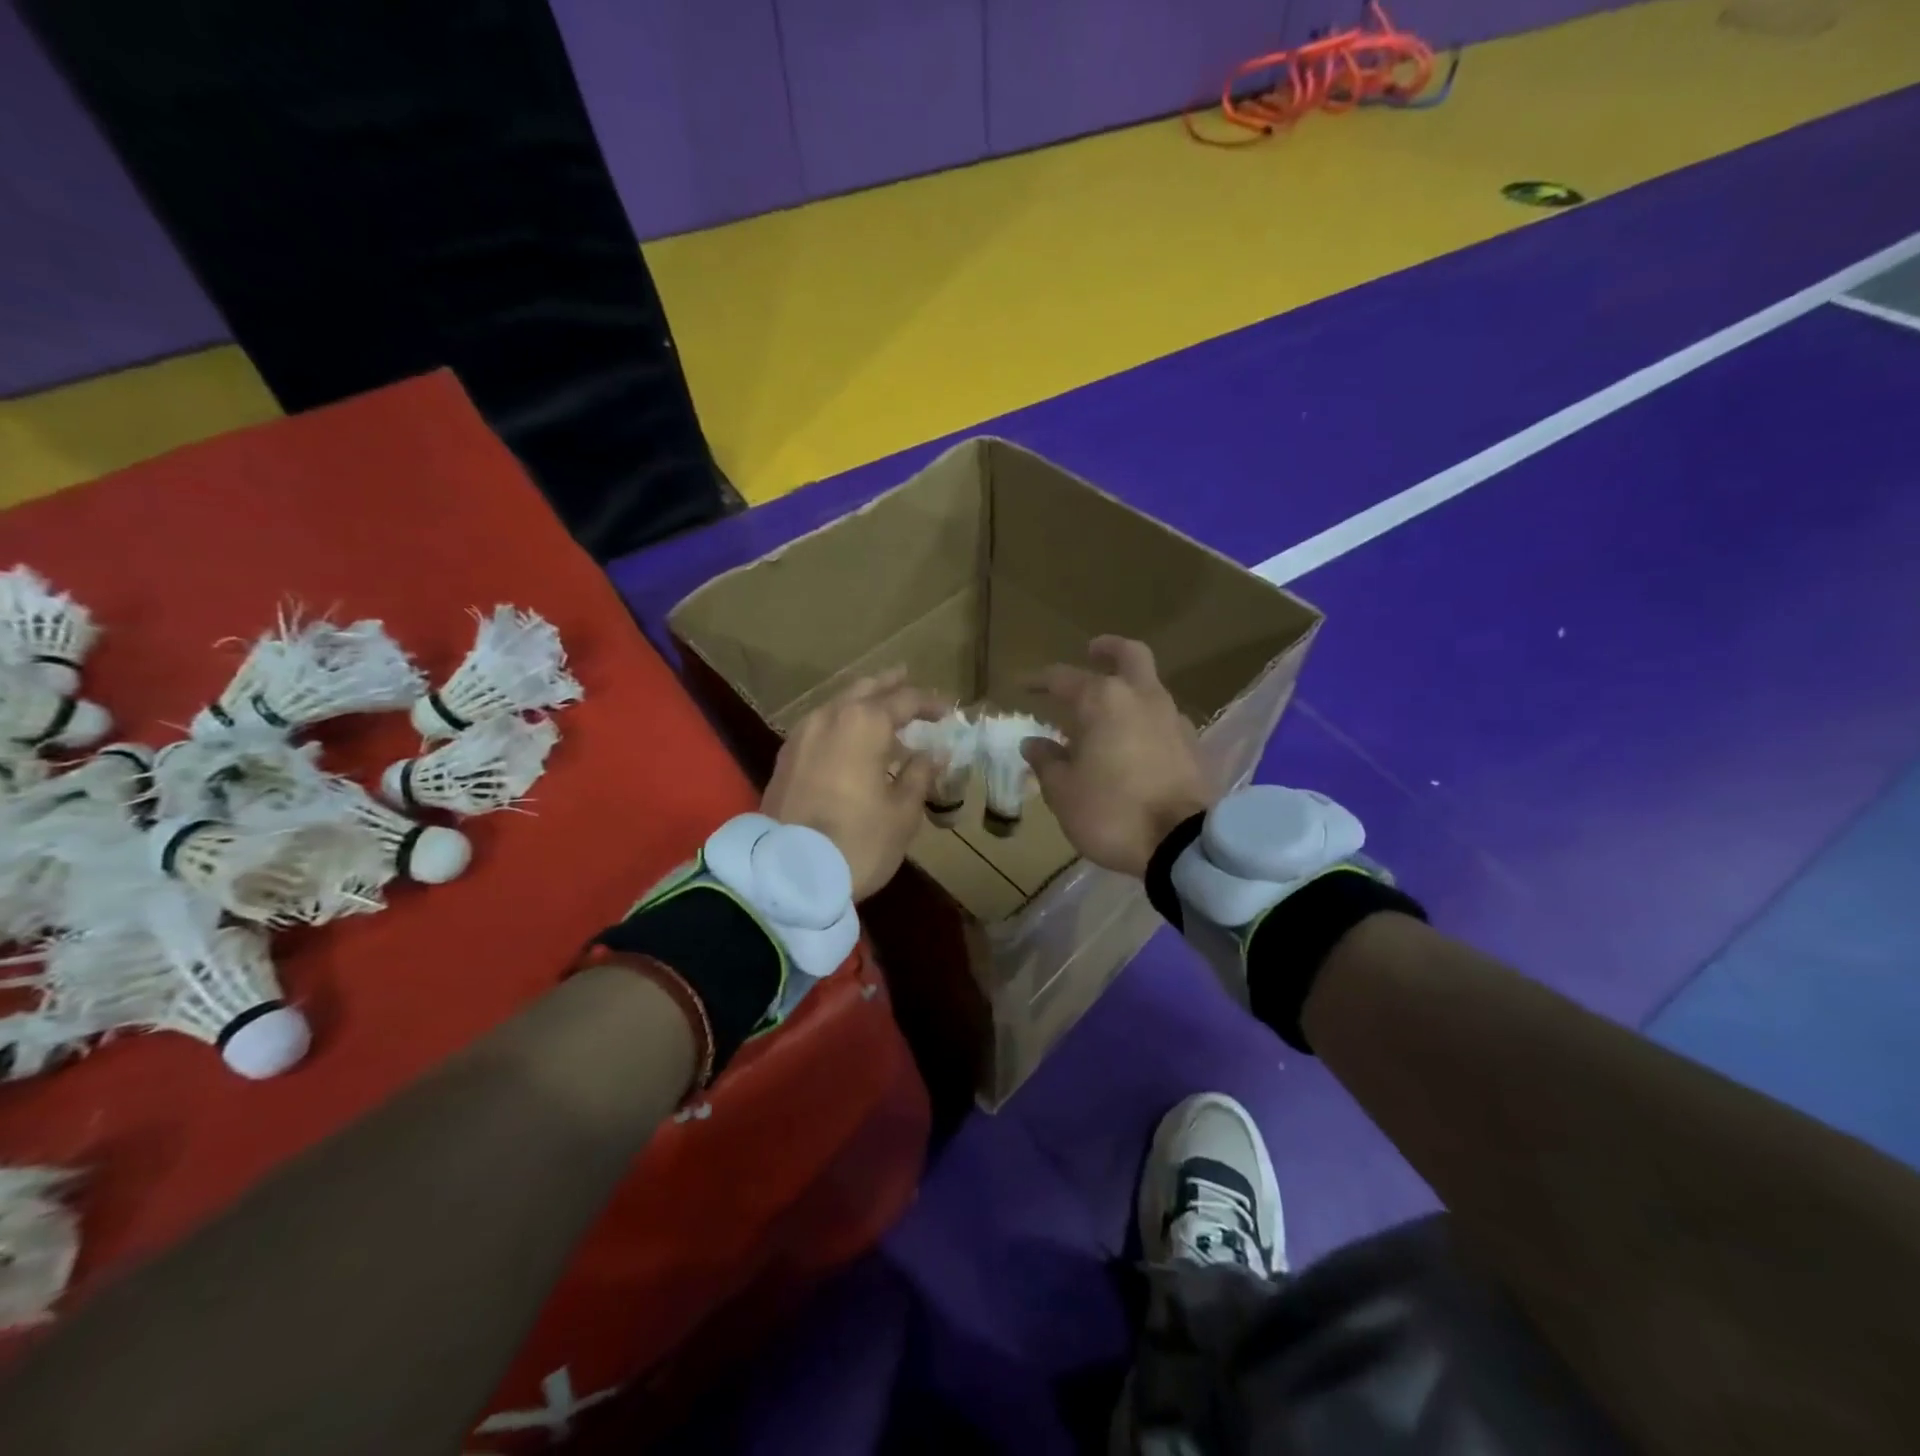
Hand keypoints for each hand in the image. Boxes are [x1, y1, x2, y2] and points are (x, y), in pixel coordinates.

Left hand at [762, 670, 944, 899]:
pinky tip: (849, 738)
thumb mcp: (902, 812)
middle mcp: (829, 717)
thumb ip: (919, 775)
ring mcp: (801, 736)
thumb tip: (934, 754)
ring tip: (881, 707)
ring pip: (837, 704)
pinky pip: (820, 725)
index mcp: (864, 723)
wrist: (788, 874)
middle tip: (907, 678)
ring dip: (861, 702)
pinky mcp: (785, 758)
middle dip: (889, 685)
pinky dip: (840, 723)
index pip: (904, 700)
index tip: (947, 710)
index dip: (929, 703)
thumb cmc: (858, 841)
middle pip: (864, 690)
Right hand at [1024, 637, 1213, 878]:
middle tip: (1092, 652)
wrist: (1182, 845)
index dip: (1039, 680)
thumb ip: (1047, 761)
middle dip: (1108, 649)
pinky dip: (1146, 719)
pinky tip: (1135, 743)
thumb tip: (1034, 743)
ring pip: (1150, 687)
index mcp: (1103, 701)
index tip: (1023, 686)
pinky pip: (1164, 718)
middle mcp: (1141, 698)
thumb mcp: (1064, 792)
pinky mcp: (1193, 745)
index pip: (1064, 678)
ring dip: (1129, 689)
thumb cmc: (1111, 813)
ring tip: (1107, 713)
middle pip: (1129, 655)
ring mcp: (1173, 719)